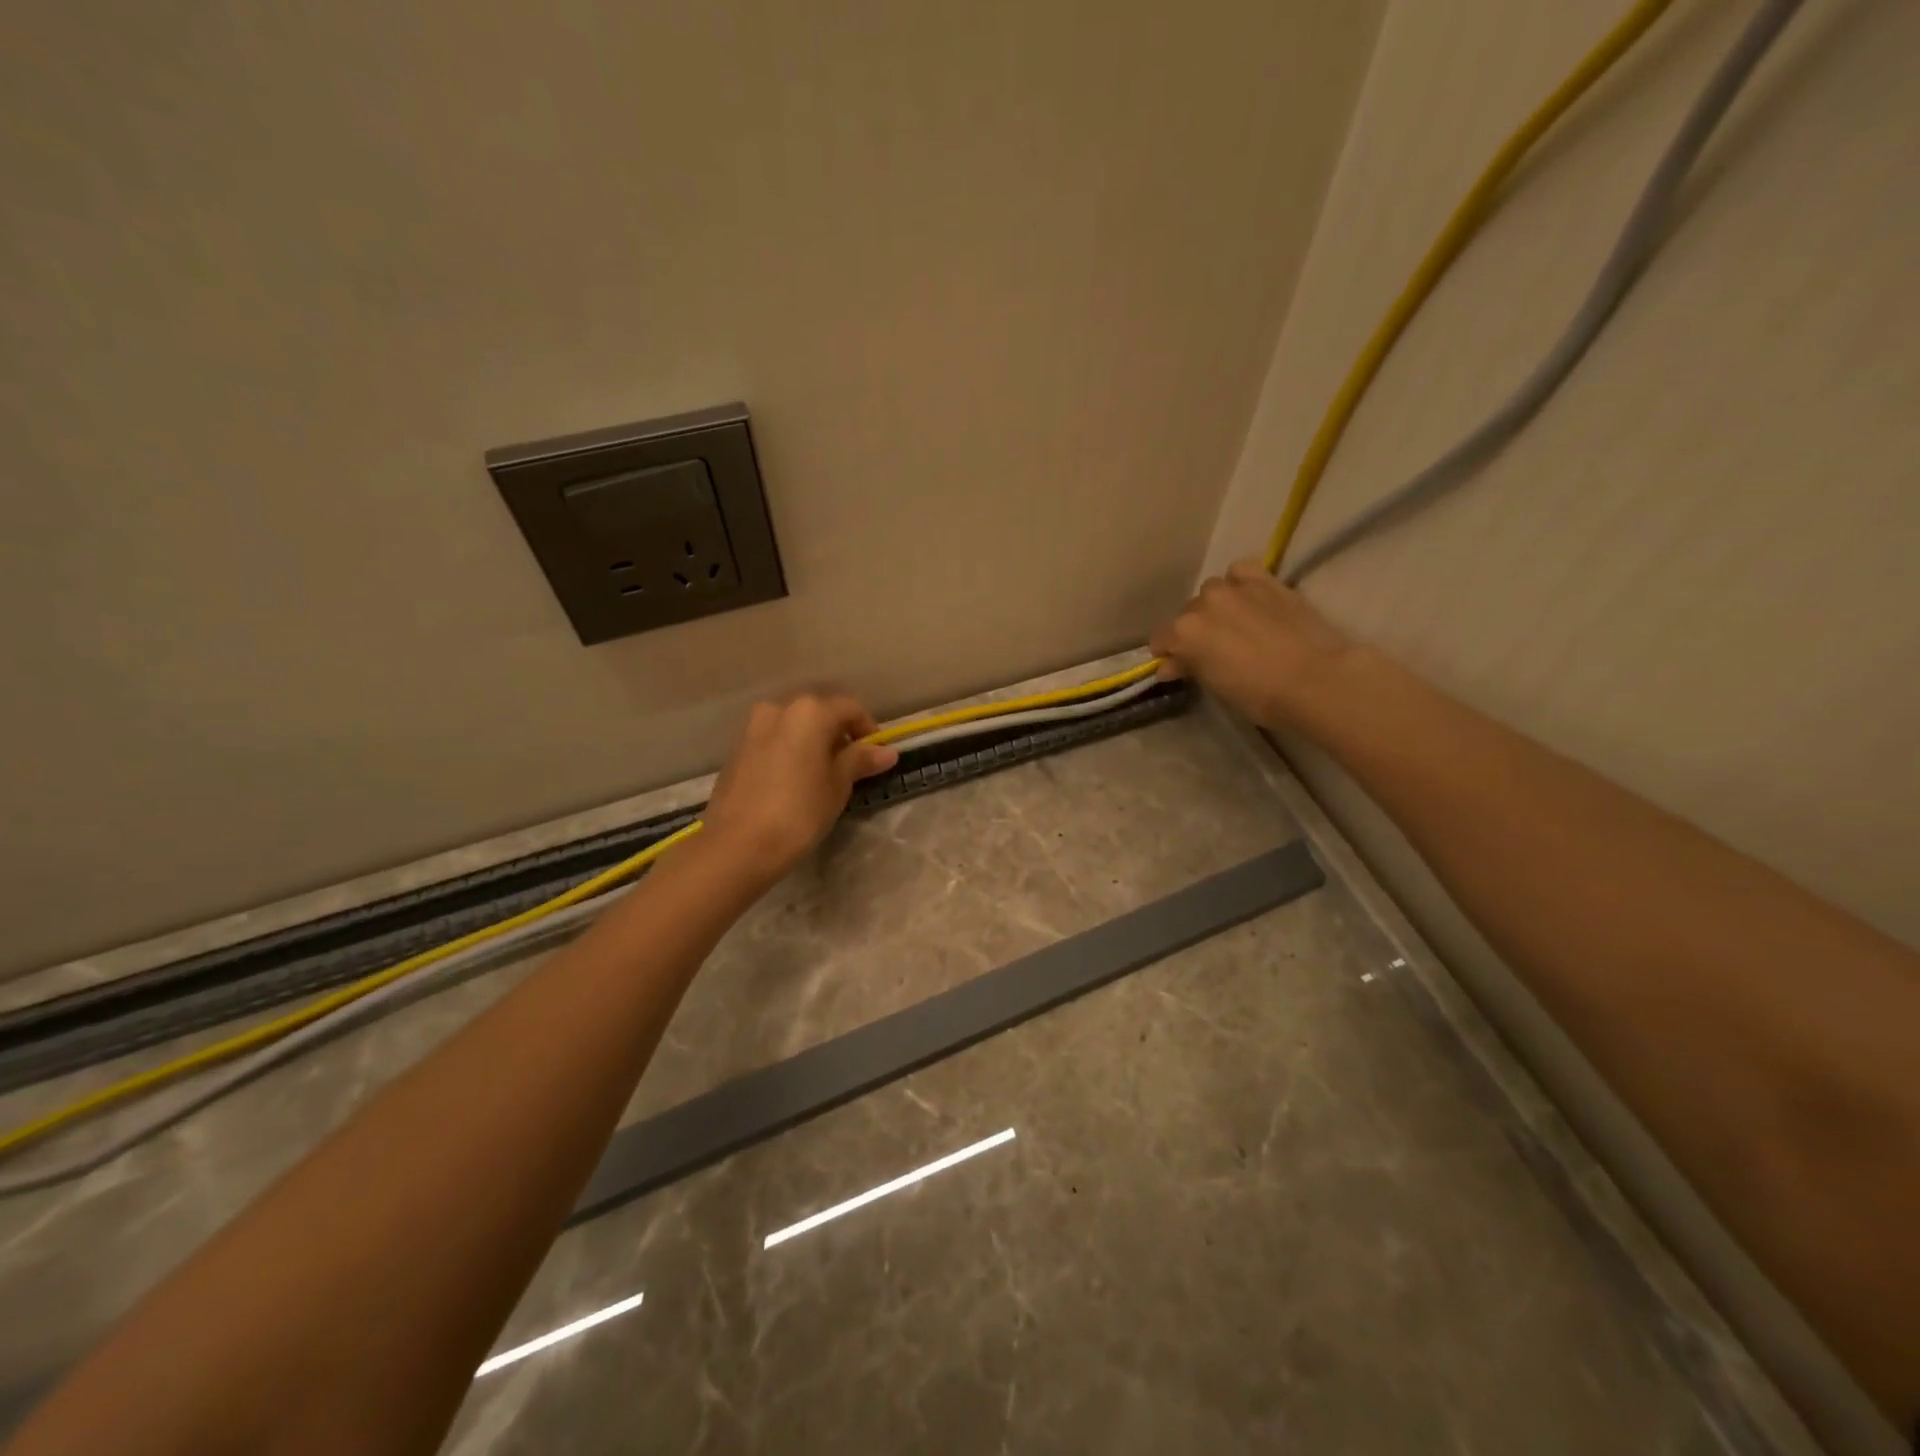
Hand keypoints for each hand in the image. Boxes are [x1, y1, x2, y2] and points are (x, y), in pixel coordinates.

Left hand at [701, 693, 898, 883]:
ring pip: (793, 726)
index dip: (868, 730)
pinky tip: (794, 782)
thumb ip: (860, 760)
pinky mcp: (737, 750)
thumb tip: (886, 751)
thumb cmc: (799, 812)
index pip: (850, 709)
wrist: (737, 845)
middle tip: (851, 766)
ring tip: (822, 776)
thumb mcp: (838, 786)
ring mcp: (753, 728)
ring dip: (812, 743)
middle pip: (819, 713)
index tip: (876, 757)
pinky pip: (773, 741)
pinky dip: (789, 752)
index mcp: (809, 711)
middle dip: (838, 735)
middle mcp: (779, 709)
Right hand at [1149, 558, 1354, 730]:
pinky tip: (1249, 597)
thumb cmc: (1260, 695)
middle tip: (1213, 650)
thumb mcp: (1216, 687)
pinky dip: (1240, 582)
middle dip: (1194, 631)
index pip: (1161, 639)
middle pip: (1187, 614)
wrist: (1315, 680)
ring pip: (1212, 591)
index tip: (1180, 667)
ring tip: (1235, 623)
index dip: (1169, 654)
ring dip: (1216, 606)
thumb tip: (1171, 665)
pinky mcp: (1266, 581)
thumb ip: (1190, 669)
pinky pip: (1241, 571)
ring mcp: (1234, 588)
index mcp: (1183, 633)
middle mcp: (1202, 604)